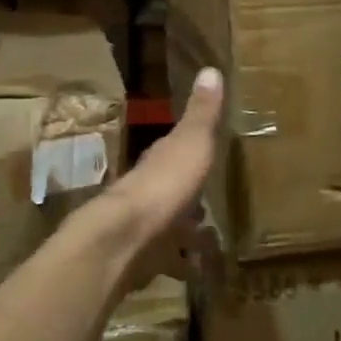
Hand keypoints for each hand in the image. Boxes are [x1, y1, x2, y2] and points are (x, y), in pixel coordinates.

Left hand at [89, 67, 223, 295]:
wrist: (125, 238)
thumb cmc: (164, 184)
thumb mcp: (191, 142)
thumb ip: (202, 113)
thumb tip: (211, 68)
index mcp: (161, 160)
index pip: (176, 150)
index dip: (191, 149)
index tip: (209, 152)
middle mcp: (149, 189)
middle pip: (173, 189)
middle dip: (190, 195)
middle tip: (214, 202)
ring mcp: (145, 225)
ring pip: (170, 225)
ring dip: (186, 231)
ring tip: (212, 241)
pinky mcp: (145, 258)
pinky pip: (168, 260)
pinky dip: (182, 264)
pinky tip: (198, 271)